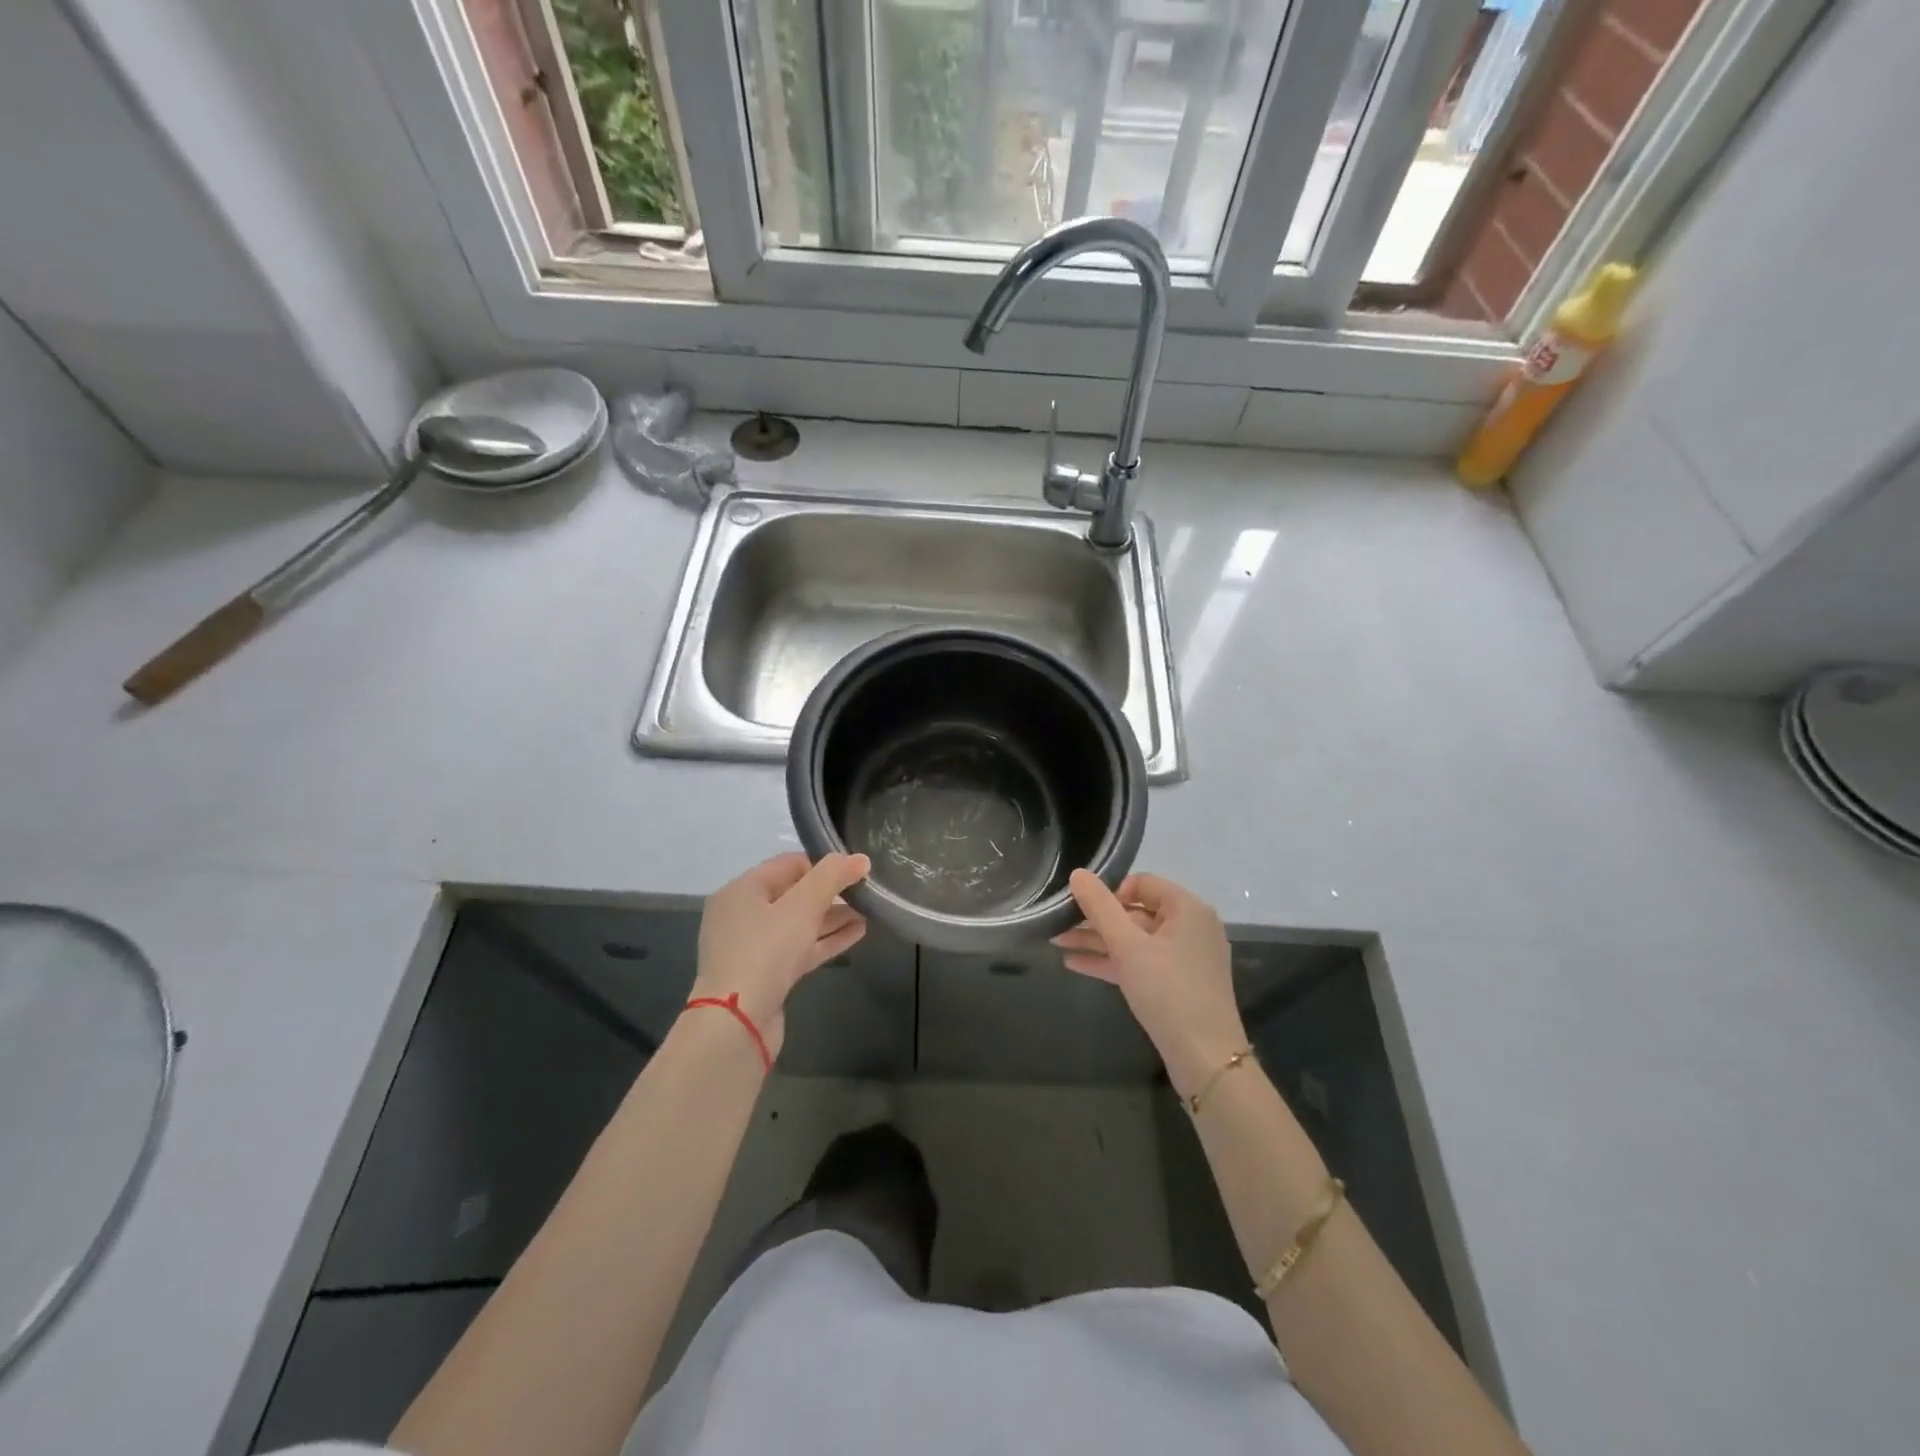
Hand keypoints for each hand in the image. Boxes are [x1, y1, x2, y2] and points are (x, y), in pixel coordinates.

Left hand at [690, 852, 869, 1059]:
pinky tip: (857, 933)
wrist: (736, 1024)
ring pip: (799, 924)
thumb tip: (860, 859)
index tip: (855, 871)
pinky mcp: (766, 975)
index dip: (823, 865)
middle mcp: (742, 915)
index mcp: (742, 891)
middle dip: (831, 893)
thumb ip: (831, 877)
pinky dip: (826, 940)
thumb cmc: (765, 952)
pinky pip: (799, 948)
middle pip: (793, 894)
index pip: (789, 864)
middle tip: (865, 892)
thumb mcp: (802, 906)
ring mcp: (753, 948)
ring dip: (832, 917)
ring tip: (868, 912)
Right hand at [1053, 869, 1246, 1097]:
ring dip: (1097, 941)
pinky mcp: (1178, 984)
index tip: (1083, 908)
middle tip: (1059, 924)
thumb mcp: (1127, 945)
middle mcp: (1191, 927)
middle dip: (1096, 920)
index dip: (1110, 892)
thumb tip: (1077, 873)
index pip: (1142, 883)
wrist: (1204, 1058)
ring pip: (1135, 940)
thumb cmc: (1167, 990)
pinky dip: (1112, 962)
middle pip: (1136, 912)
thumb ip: (1100, 907)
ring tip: (1057, 943)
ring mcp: (1186, 958)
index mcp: (1187, 908)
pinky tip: (1076, 965)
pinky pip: (1141, 963)